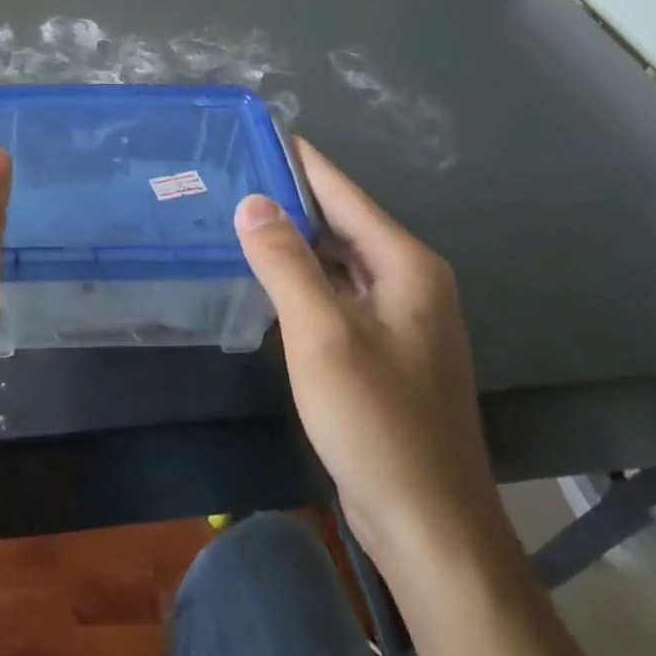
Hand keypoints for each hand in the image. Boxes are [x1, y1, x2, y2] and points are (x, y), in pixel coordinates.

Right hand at [234, 139, 507, 573]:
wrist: (427, 522)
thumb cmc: (377, 420)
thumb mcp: (322, 334)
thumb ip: (285, 262)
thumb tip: (252, 201)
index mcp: (406, 265)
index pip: (344, 193)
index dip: (299, 161)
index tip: (255, 133)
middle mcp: (409, 281)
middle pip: (341, 223)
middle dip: (288, 200)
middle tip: (229, 177)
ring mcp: (398, 319)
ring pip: (337, 261)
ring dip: (293, 241)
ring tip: (236, 218)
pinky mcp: (383, 350)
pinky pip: (337, 296)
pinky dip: (302, 280)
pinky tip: (265, 279)